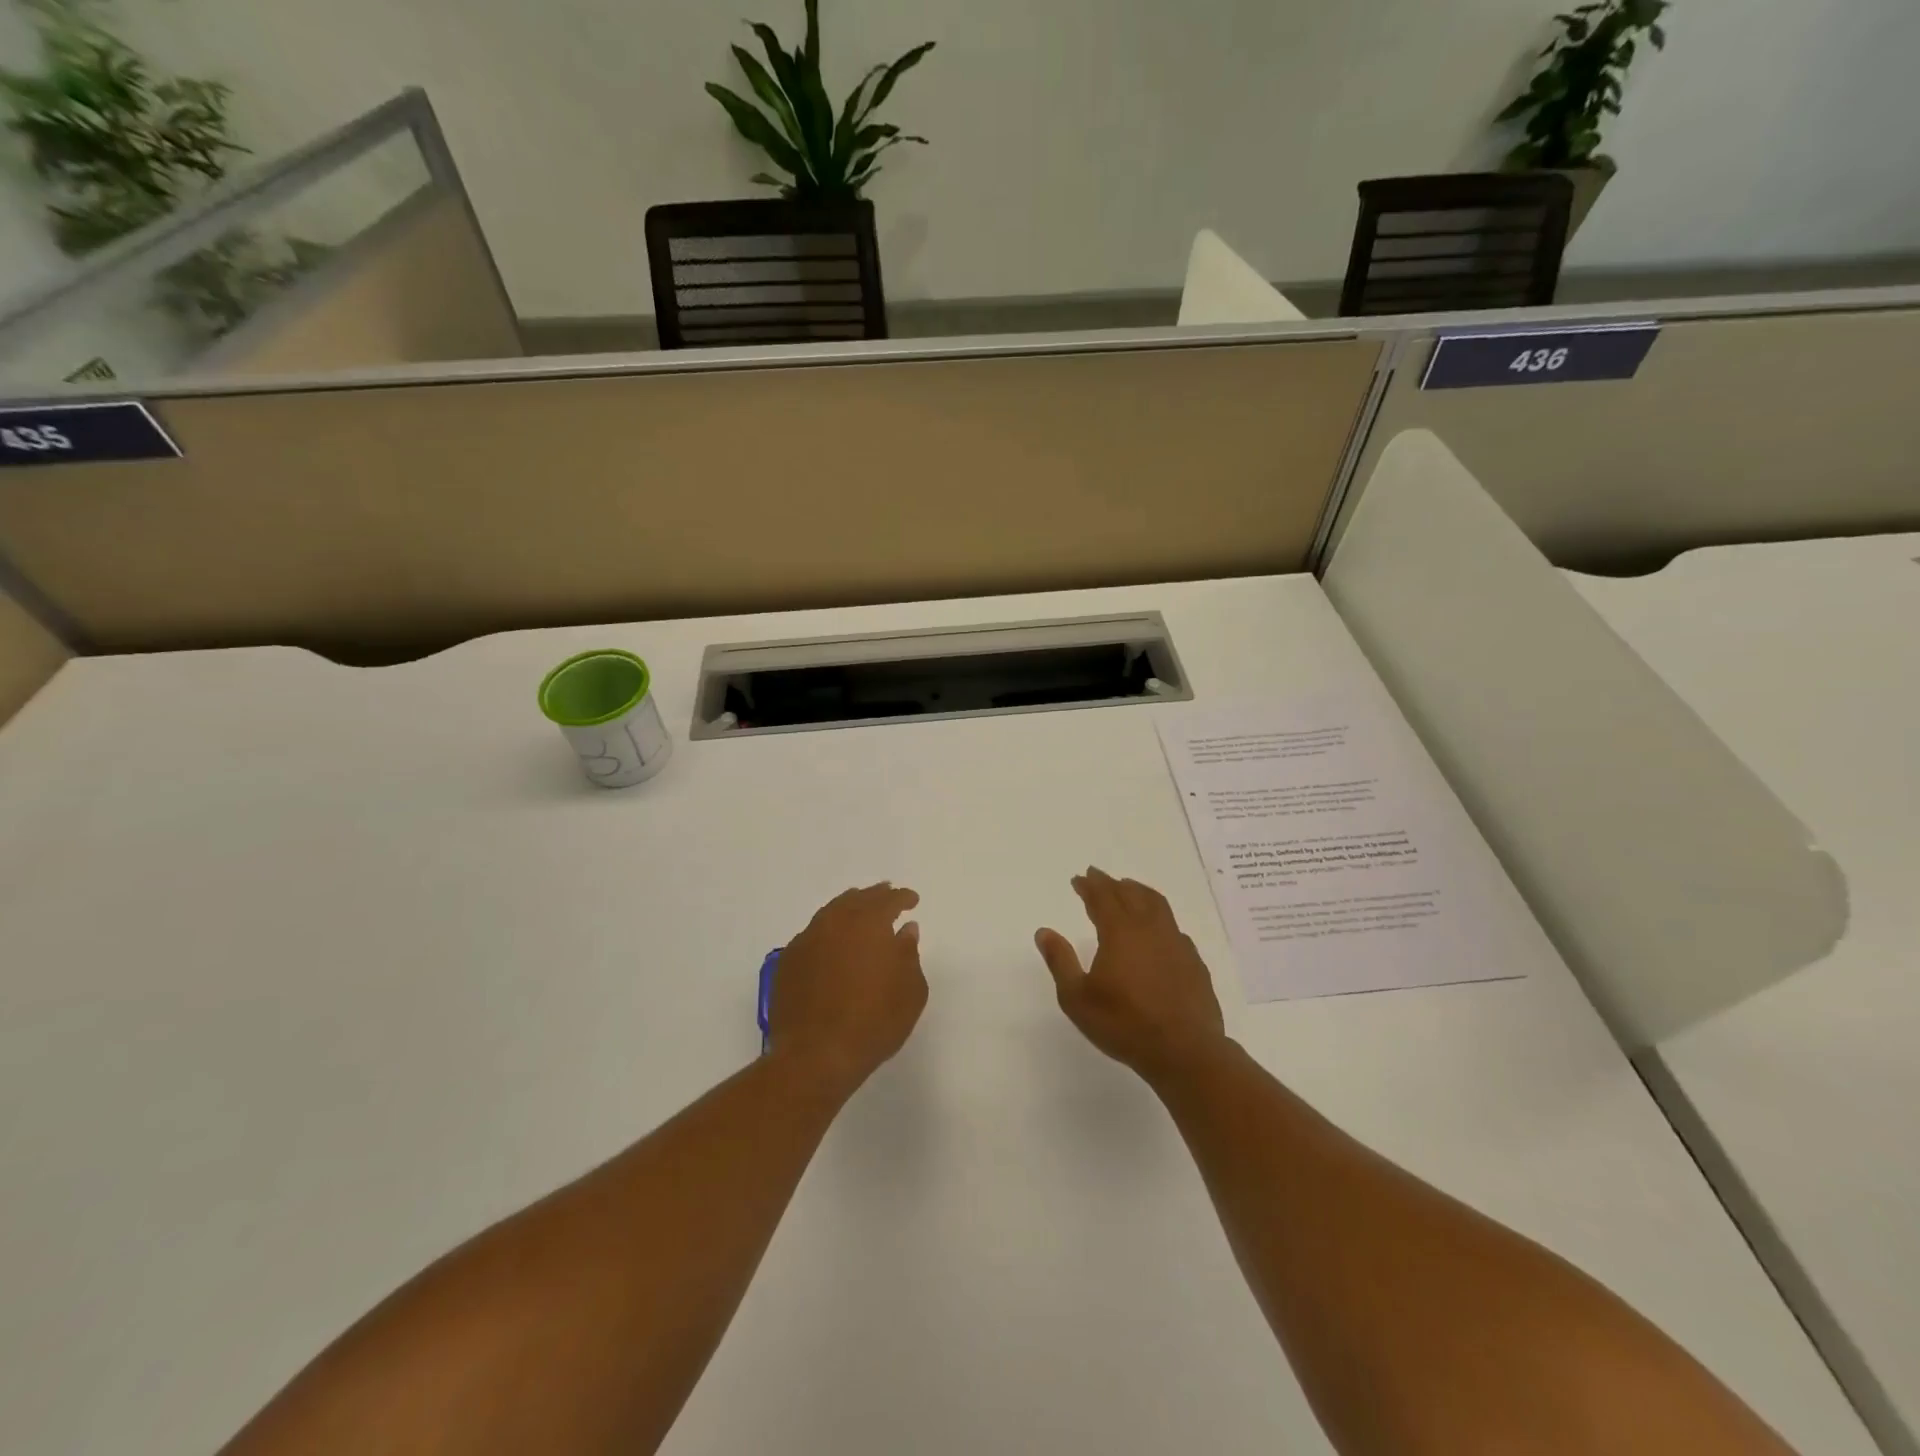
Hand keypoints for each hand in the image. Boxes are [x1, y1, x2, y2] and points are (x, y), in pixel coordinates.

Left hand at [768, 883, 926, 1095]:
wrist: (816, 1055)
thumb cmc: (874, 1022)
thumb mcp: (910, 991)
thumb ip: (909, 954)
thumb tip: (905, 930)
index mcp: (868, 924)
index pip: (889, 900)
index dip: (902, 898)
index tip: (912, 901)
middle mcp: (835, 922)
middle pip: (857, 900)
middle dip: (875, 896)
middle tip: (886, 895)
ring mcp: (807, 940)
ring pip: (831, 913)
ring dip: (848, 909)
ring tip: (858, 913)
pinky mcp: (788, 962)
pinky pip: (812, 935)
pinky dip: (827, 932)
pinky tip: (832, 943)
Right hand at [1035, 867, 1226, 1084]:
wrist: (1184, 1051)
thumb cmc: (1124, 1024)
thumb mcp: (1077, 998)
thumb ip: (1060, 961)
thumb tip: (1043, 932)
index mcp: (1120, 932)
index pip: (1102, 897)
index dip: (1089, 885)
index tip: (1079, 878)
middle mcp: (1149, 928)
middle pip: (1130, 894)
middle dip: (1111, 883)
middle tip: (1098, 877)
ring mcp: (1176, 943)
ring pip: (1157, 904)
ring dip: (1139, 891)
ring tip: (1129, 888)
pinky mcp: (1193, 961)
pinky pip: (1173, 927)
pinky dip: (1159, 917)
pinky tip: (1157, 929)